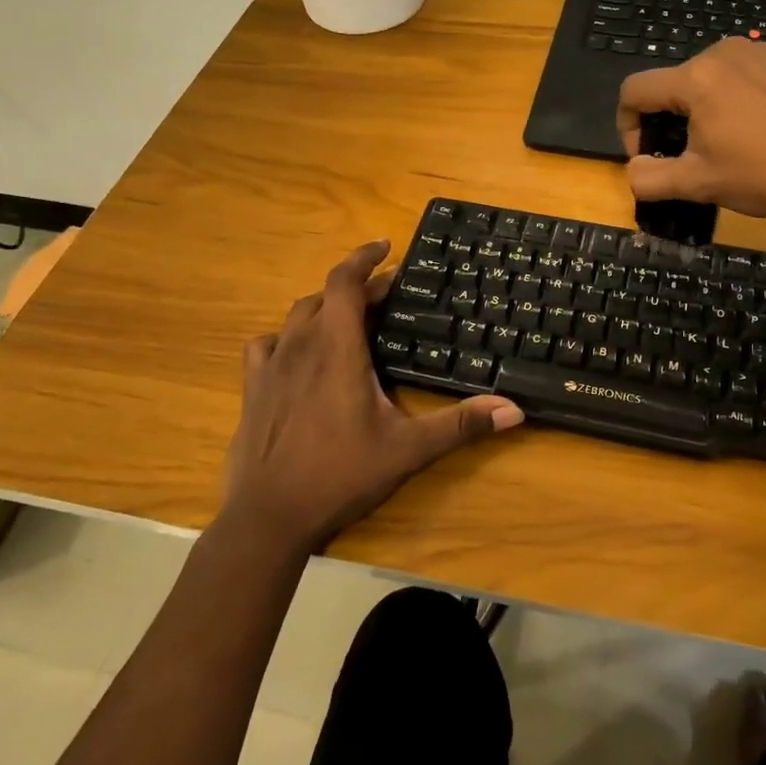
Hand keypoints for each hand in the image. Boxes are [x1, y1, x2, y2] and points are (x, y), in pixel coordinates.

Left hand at [221, 241, 523, 556]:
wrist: (268, 518)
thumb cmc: (340, 474)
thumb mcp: (409, 449)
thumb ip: (460, 425)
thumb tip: (514, 410)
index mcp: (338, 348)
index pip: (345, 281)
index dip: (364, 257)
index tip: (386, 246)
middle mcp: (301, 346)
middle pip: (327, 295)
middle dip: (358, 287)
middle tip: (387, 294)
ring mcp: (271, 367)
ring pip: (296, 316)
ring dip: (324, 308)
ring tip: (348, 318)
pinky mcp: (252, 389)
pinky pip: (265, 345)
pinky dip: (285, 338)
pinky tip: (297, 354)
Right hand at [617, 38, 765, 218]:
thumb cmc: (763, 173)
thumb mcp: (698, 184)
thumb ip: (649, 178)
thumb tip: (633, 170)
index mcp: (695, 78)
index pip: (634, 90)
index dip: (627, 126)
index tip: (647, 155)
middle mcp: (721, 52)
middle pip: (671, 84)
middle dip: (668, 120)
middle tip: (690, 155)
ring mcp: (756, 51)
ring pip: (705, 78)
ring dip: (701, 109)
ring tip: (725, 142)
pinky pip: (740, 75)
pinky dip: (734, 98)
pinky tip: (755, 128)